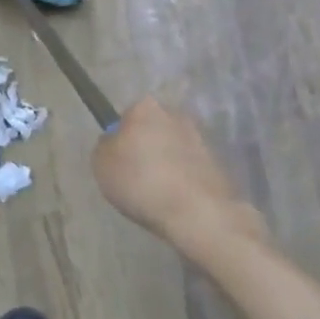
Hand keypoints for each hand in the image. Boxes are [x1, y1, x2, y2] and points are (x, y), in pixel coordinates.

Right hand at [92, 98, 259, 255]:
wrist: (197, 211)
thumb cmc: (141, 181)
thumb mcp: (101, 163)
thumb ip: (106, 146)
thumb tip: (115, 142)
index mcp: (145, 107)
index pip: (127, 117)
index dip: (121, 139)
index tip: (120, 162)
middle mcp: (175, 114)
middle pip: (153, 129)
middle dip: (147, 147)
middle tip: (136, 176)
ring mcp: (200, 137)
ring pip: (173, 148)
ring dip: (166, 163)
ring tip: (157, 193)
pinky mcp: (218, 162)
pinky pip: (190, 167)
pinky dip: (183, 179)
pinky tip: (175, 199)